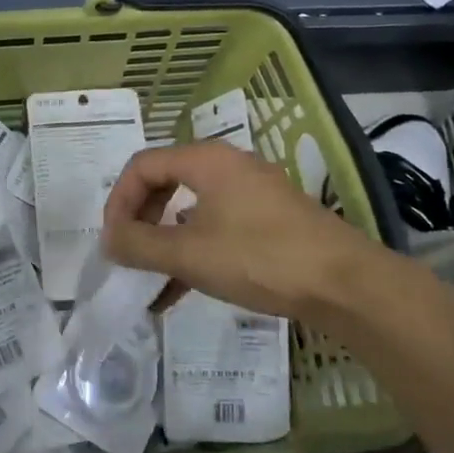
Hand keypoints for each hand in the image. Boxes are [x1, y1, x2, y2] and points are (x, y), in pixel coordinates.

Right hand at [102, 140, 399, 327]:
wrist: (346, 285)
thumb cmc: (259, 257)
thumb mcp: (189, 254)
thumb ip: (139, 245)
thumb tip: (107, 240)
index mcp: (206, 160)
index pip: (143, 166)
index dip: (118, 200)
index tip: (112, 240)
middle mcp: (228, 166)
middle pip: (165, 182)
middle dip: (140, 220)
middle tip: (128, 253)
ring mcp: (252, 193)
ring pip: (191, 208)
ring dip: (164, 241)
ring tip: (149, 278)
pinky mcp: (269, 220)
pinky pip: (216, 227)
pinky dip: (193, 251)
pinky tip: (180, 291)